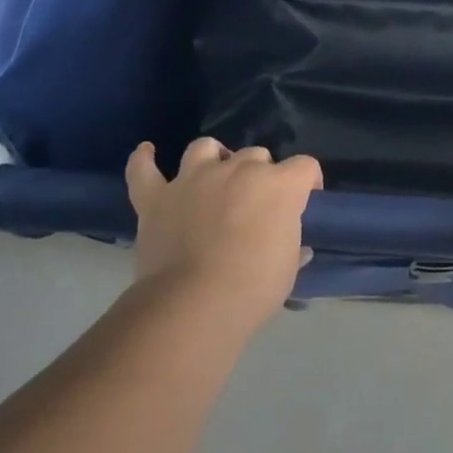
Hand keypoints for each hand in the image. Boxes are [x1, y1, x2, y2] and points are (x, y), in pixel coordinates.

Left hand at [125, 138, 321, 338]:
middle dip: (261, 173)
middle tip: (257, 203)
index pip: (305, 166)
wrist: (194, 304)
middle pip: (257, 155)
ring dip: (213, 157)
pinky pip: (144, 170)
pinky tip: (147, 152)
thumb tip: (299, 249)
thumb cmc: (253, 288)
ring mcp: (193, 179)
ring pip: (205, 148)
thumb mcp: (288, 271)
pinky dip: (144, 160)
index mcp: (278, 186)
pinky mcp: (156, 197)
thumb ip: (292, 250)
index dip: (308, 181)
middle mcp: (238, 170)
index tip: (306, 200)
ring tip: (214, 174)